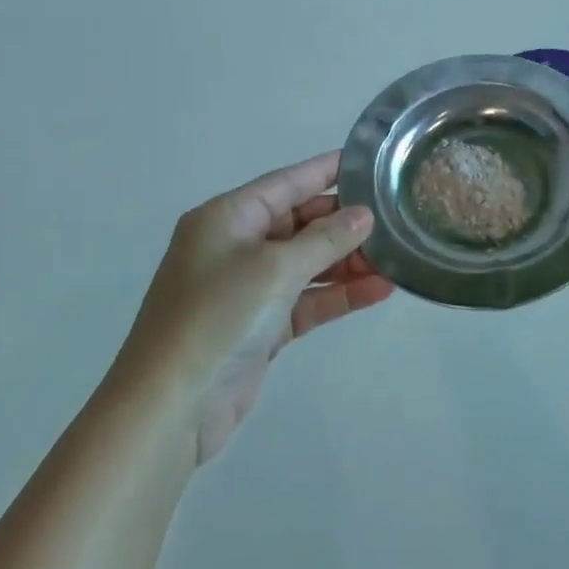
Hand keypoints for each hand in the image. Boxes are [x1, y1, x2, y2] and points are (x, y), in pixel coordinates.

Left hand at [119, 151, 393, 460]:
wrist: (172, 406)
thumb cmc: (218, 317)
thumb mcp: (275, 269)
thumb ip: (325, 240)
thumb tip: (364, 215)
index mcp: (227, 218)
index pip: (286, 183)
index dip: (326, 171)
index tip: (369, 162)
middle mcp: (235, 246)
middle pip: (299, 223)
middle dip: (344, 223)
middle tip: (395, 218)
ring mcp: (247, 288)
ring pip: (307, 264)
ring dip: (347, 262)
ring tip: (396, 259)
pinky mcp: (260, 326)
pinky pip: (307, 299)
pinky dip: (338, 295)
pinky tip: (379, 291)